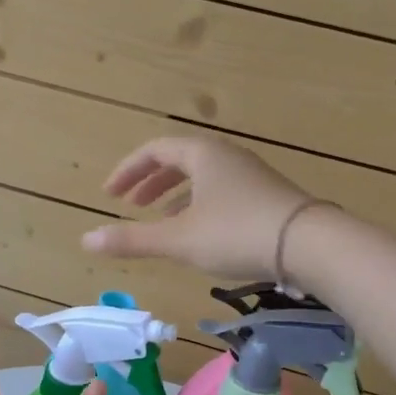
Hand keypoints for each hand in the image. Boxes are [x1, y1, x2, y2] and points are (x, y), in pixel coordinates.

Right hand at [82, 135, 313, 278]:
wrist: (310, 244)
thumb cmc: (237, 233)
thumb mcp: (178, 239)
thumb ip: (132, 240)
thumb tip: (85, 241)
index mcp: (202, 154)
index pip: (154, 150)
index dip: (127, 171)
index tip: (109, 194)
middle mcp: (226, 156)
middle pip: (180, 159)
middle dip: (151, 182)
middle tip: (131, 204)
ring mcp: (251, 174)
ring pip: (203, 177)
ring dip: (176, 195)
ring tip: (161, 220)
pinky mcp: (268, 196)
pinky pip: (222, 192)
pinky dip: (200, 205)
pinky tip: (201, 233)